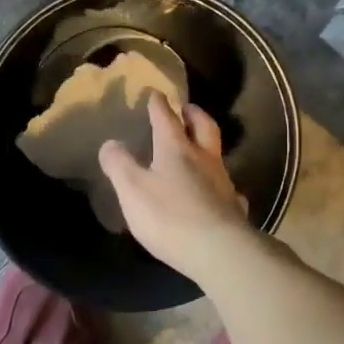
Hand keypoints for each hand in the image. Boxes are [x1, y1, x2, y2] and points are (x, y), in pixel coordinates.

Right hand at [100, 94, 257, 282]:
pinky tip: (218, 192)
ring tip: (199, 148)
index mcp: (176, 149)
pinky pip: (229, 188)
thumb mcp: (132, 189)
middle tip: (187, 108)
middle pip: (203, 126)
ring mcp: (223, 182)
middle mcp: (203, 158)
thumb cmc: (169, 216)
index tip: (155, 93)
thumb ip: (119, 165)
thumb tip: (110, 143)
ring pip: (217, 154)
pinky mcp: (234, 207)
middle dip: (193, 114)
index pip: (166, 118)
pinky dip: (221, 184)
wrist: (218, 250)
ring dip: (207, 145)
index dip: (159, 104)